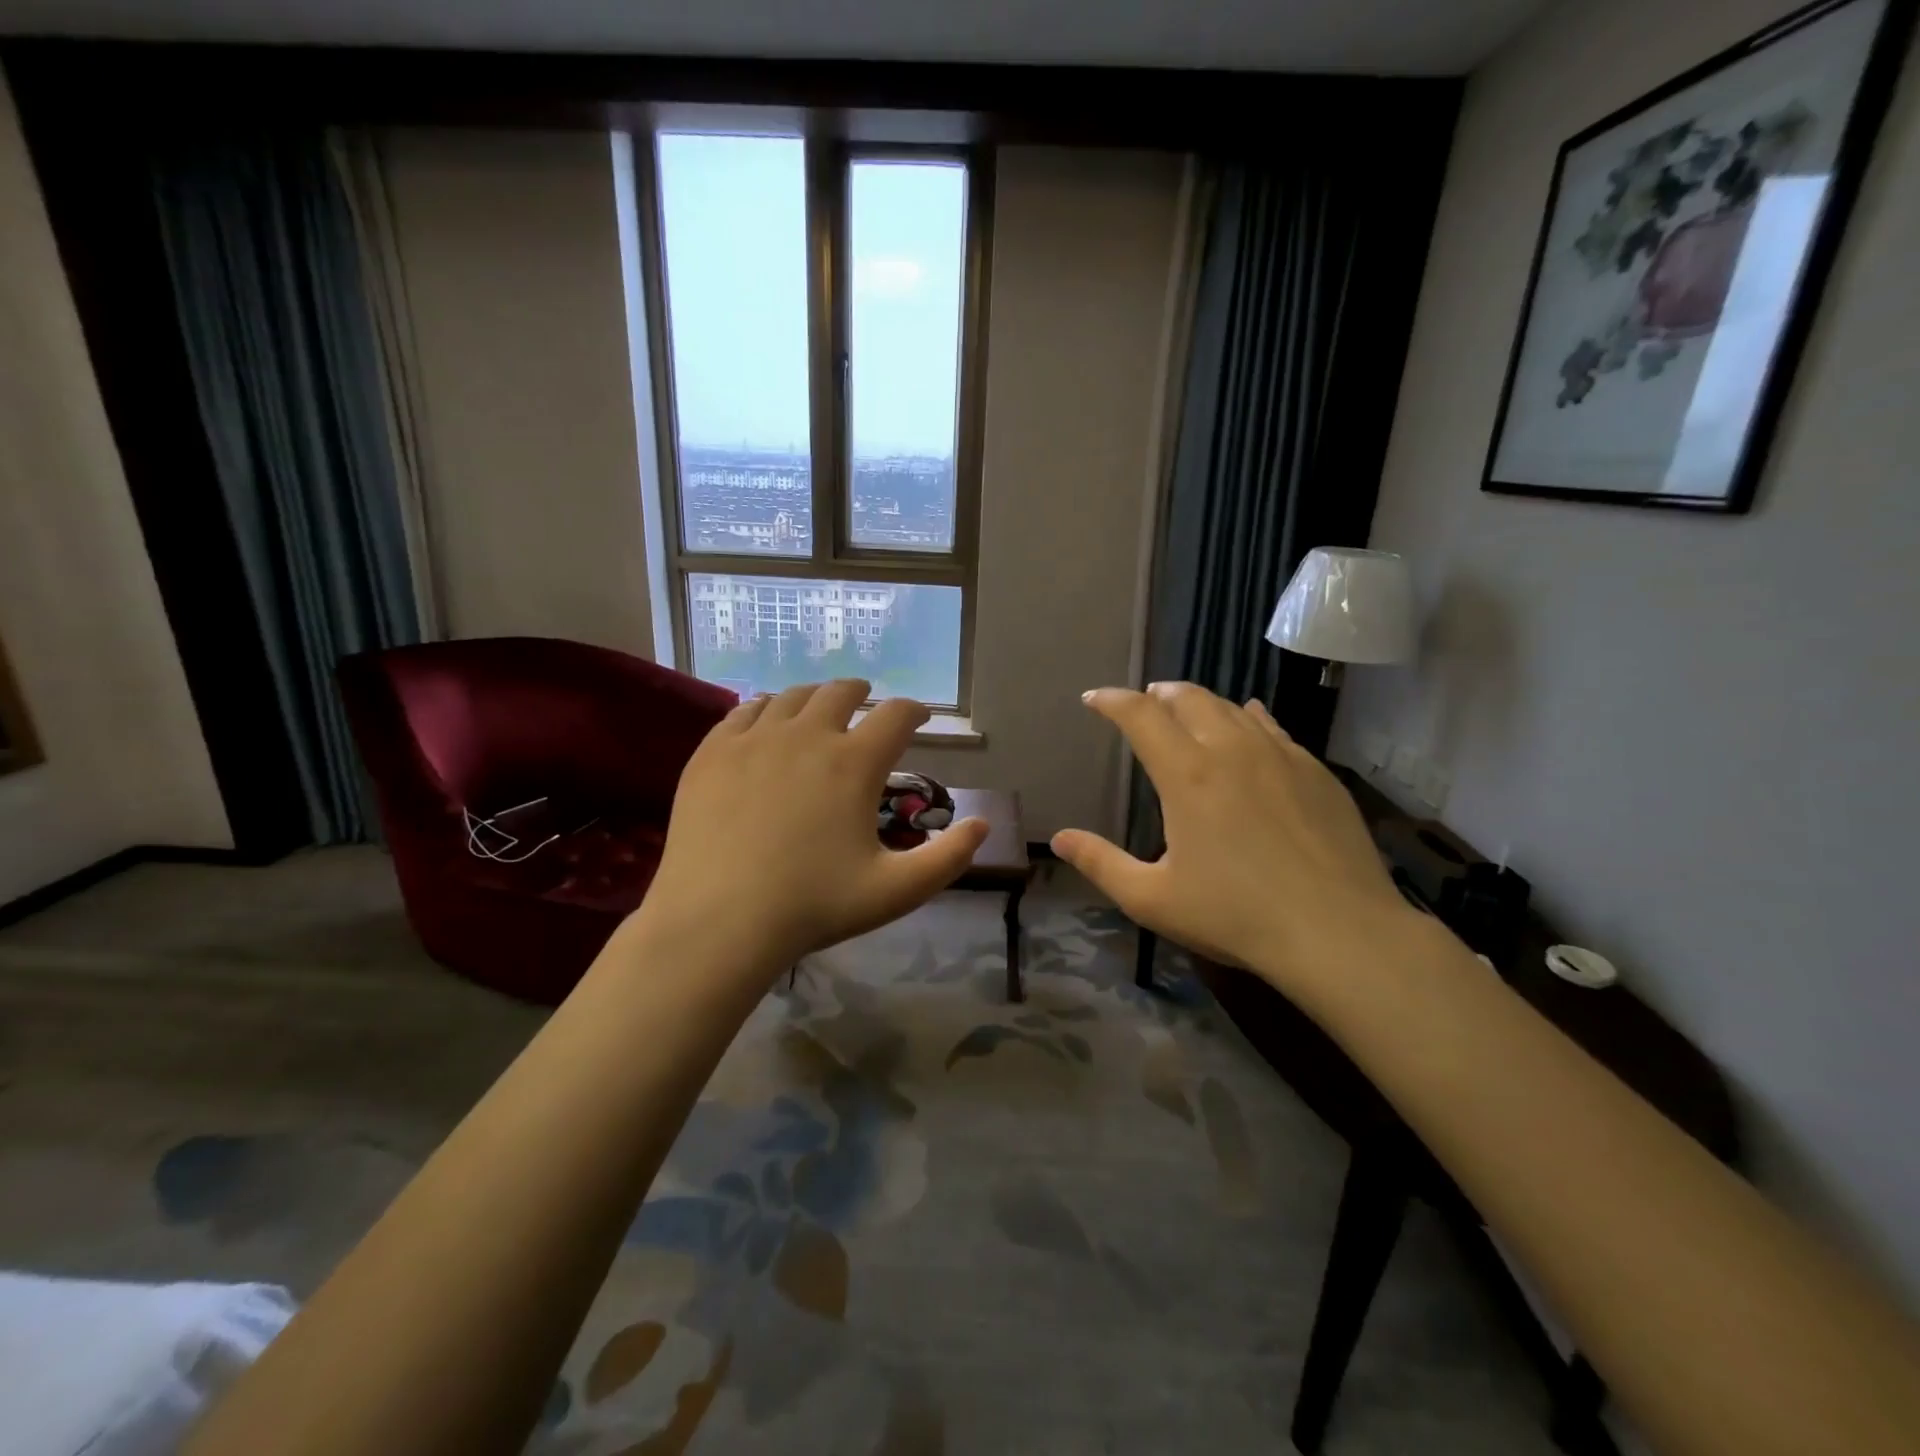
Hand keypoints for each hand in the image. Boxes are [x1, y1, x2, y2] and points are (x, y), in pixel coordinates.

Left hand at [634, 680, 988, 977]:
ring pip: (791, 696)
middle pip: (841, 692)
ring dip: (815, 697)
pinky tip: (766, 721)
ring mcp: (754, 739)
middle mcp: (807, 735)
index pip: (896, 715)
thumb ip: (948, 859)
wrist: (717, 922)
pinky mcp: (713, 752)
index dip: (915, 710)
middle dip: (862, 694)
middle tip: (867, 704)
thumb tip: (983, 825)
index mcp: (854, 763)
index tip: (920, 718)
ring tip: (819, 709)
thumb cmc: (813, 907)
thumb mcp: (896, 892)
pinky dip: (765, 709)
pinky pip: (744, 711)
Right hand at [1051, 683, 1418, 997]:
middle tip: (1143, 702)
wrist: (1339, 931)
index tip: (1094, 700)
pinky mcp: (1316, 771)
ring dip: (1201, 703)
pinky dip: (1249, 717)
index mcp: (1186, 774)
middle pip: (1188, 698)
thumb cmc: (1235, 915)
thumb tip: (1060, 839)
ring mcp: (1280, 755)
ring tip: (1188, 710)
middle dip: (1158, 694)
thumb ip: (1101, 864)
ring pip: (1233, 707)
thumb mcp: (1152, 898)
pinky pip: (1273, 727)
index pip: (1140, 715)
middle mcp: (1231, 749)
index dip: (1112, 701)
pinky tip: (1251, 721)